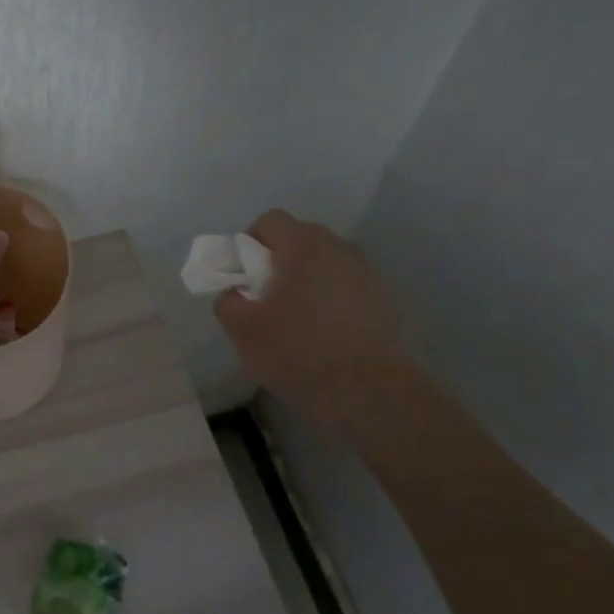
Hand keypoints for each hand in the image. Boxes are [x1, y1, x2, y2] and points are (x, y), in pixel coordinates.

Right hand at [214, 209, 407, 417]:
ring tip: (298, 320)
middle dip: (279, 263)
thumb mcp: (243, 330)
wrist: (371, 393)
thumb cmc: (299, 352)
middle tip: (267, 299)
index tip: (245, 278)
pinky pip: (347, 288)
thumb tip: (236, 293)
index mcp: (302, 245)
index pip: (270, 221)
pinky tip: (327, 336)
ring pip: (325, 265)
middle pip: (300, 240)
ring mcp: (366, 273)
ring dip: (308, 282)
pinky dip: (332, 302)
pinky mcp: (385, 301)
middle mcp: (338, 248)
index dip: (250, 243)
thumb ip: (228, 301)